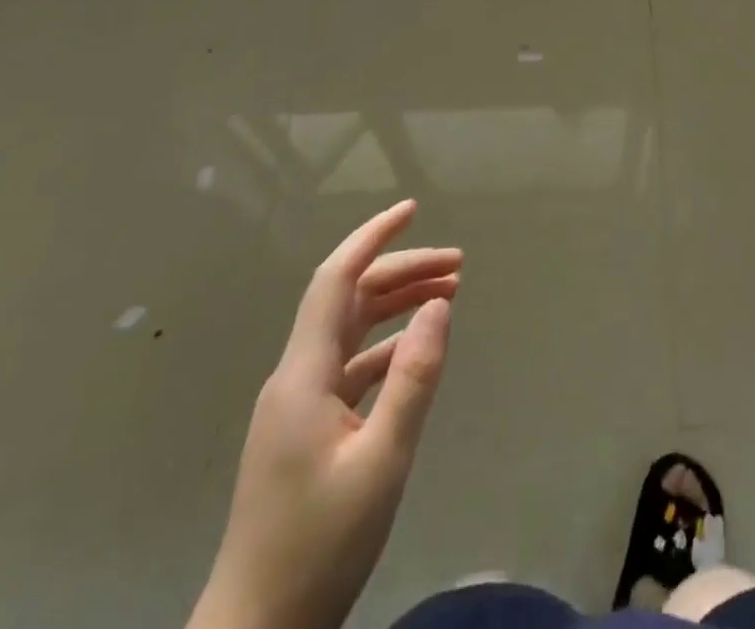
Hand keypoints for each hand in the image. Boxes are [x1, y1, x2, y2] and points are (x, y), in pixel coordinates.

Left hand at [189, 200, 458, 628]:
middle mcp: (296, 377)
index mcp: (304, 375)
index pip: (335, 279)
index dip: (372, 237)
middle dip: (402, 271)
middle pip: (349, 300)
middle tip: (458, 265)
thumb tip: (440, 304)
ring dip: (397, 305)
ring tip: (449, 294)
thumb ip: (413, 377)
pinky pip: (349, 365)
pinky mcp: (304, 430)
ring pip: (350, 330)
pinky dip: (386, 345)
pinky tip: (416, 349)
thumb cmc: (319, 546)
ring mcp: (297, 405)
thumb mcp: (382, 461)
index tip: (412, 208)